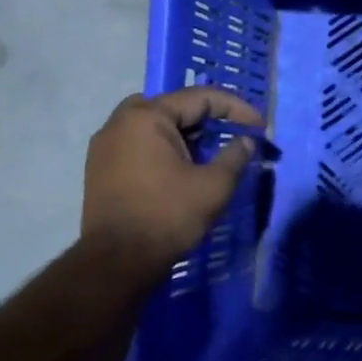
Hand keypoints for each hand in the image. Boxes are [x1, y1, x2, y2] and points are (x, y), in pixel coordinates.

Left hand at [82, 88, 263, 261]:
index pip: (200, 98)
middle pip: (174, 107)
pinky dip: (165, 147)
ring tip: (211, 152)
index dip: (236, 108)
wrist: (117, 262)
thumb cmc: (169, 216)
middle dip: (208, 118)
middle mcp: (120, 122)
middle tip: (233, 134)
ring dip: (186, 133)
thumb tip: (246, 141)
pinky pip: (140, 144)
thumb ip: (235, 156)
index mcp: (147, 117)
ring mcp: (105, 145)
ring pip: (155, 125)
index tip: (260, 126)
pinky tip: (183, 167)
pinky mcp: (100, 168)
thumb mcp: (214, 185)